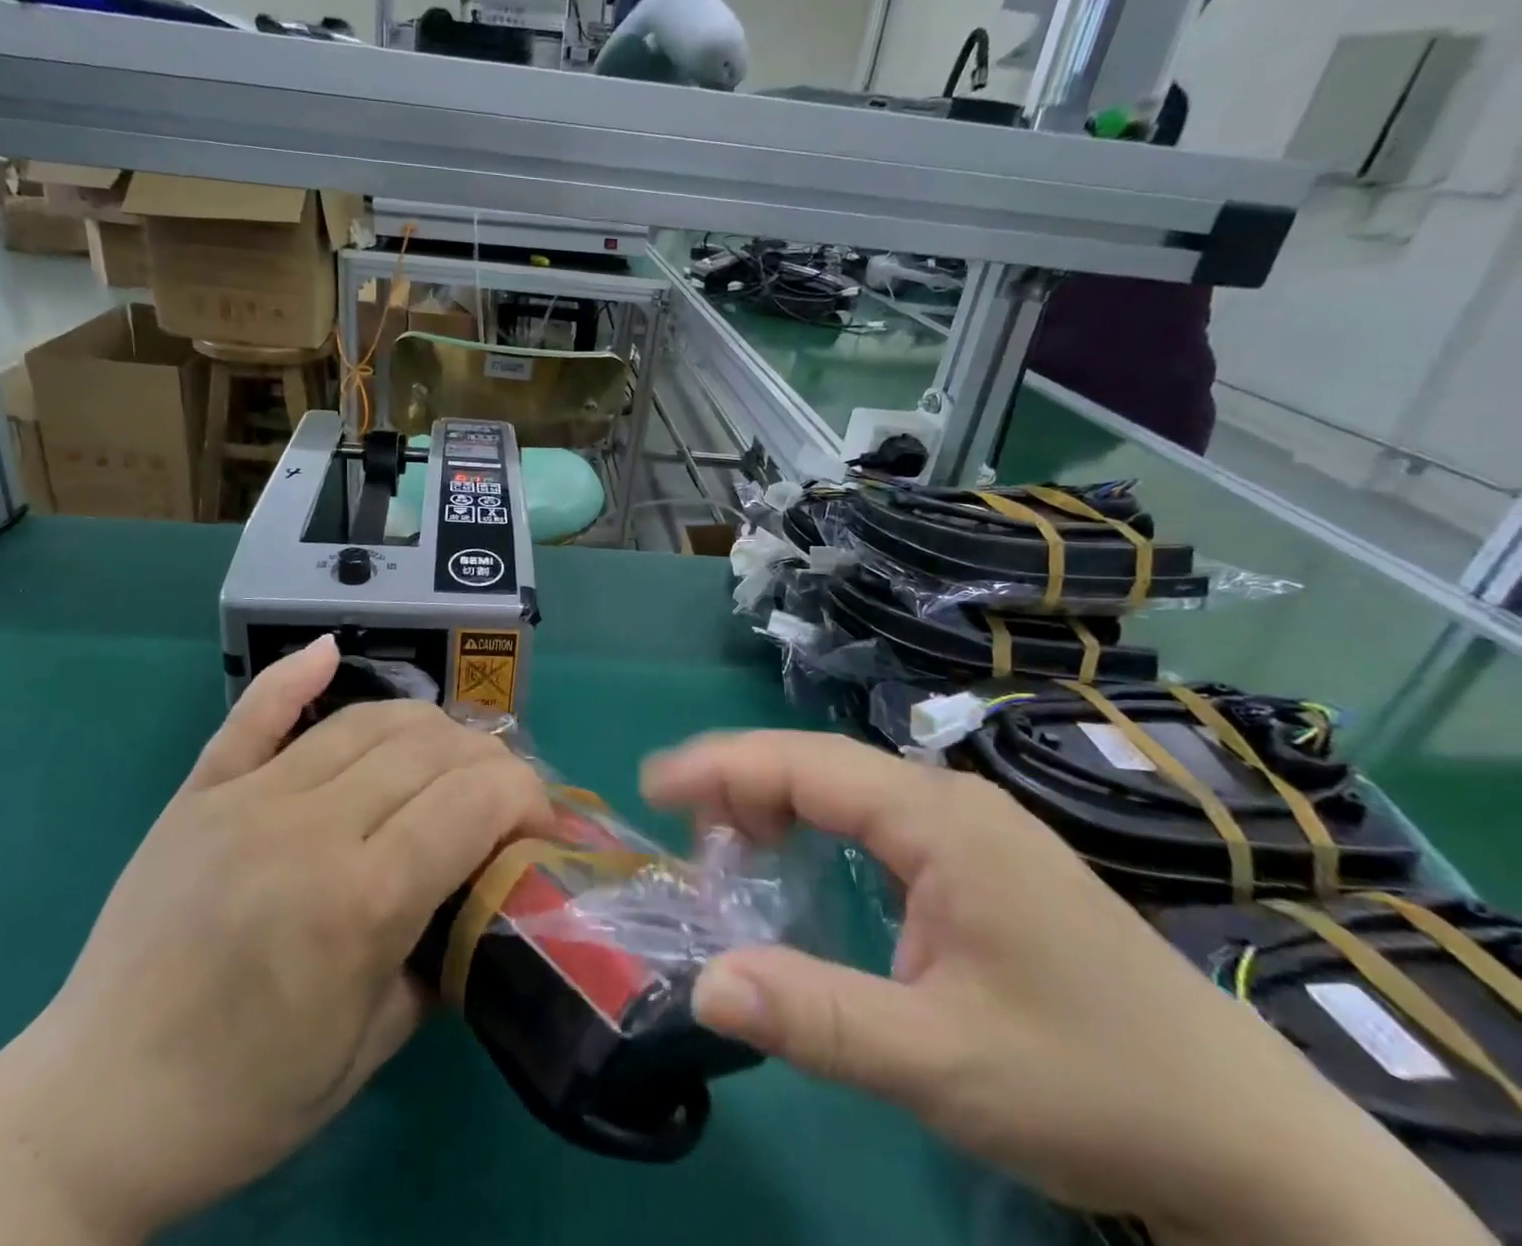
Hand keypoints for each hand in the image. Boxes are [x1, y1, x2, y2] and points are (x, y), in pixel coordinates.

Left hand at [0, 637, 549, 1245]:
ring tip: (448, 756)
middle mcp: (309, 828)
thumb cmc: (245, 1099)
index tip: (541, 821)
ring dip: (427, 726)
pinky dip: (295, 675)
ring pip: (365, 721)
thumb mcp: (373, 1046)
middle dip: (488, 760)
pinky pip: (255, 714)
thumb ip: (442, 950)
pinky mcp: (199, 792)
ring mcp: (248, 799)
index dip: (527, 794)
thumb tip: (484, 887)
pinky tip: (329, 651)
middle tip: (503, 793)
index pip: (475, 799)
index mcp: (359, 901)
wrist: (91, 1110)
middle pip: (429, 748)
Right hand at [643, 732, 1493, 1245]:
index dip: (722, 766)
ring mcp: (974, 828)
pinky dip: (820, 829)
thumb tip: (703, 985)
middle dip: (741, 785)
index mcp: (941, 821)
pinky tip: (804, 865)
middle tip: (685, 836)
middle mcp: (953, 802)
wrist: (1258, 1145)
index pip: (805, 764)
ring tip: (730, 852)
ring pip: (848, 788)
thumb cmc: (1098, 1091)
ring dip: (779, 805)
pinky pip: (878, 819)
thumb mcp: (943, 1063)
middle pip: (821, 765)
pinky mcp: (985, 862)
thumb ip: (817, 1018)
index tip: (653, 785)